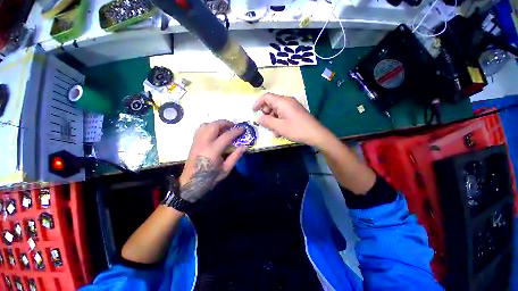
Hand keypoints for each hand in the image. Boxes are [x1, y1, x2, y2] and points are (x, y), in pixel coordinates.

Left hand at [179, 120, 245, 202]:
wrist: (190, 183)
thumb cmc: (210, 178)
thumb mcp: (226, 169)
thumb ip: (235, 156)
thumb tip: (244, 146)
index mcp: (213, 151)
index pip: (226, 136)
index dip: (236, 131)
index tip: (243, 129)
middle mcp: (203, 143)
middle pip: (214, 126)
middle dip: (225, 123)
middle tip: (233, 126)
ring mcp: (197, 141)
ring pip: (206, 125)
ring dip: (217, 123)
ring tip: (224, 127)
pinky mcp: (193, 142)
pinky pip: (200, 129)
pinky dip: (209, 126)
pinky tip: (214, 131)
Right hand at [252, 93, 330, 146]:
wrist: (316, 134)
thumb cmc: (296, 130)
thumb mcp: (279, 127)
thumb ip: (267, 121)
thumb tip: (259, 118)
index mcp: (283, 102)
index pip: (267, 97)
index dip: (258, 103)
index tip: (253, 111)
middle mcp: (287, 101)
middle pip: (271, 103)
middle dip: (266, 113)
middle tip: (265, 123)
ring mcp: (292, 107)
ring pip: (277, 110)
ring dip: (272, 119)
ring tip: (273, 131)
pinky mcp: (295, 112)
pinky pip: (283, 114)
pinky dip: (279, 121)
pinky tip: (280, 131)